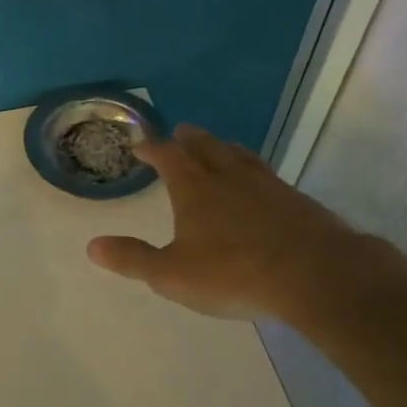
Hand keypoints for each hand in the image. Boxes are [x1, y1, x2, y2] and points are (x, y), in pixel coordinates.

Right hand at [86, 125, 382, 326]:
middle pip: (206, 147)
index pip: (168, 157)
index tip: (140, 142)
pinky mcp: (297, 201)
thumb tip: (92, 246)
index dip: (152, 148)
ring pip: (241, 157)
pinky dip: (255, 171)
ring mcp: (267, 186)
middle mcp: (230, 178)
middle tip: (180, 131)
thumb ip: (133, 259)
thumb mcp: (172, 274)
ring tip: (220, 146)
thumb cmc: (233, 273)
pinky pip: (268, 176)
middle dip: (190, 139)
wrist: (314, 275)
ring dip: (224, 148)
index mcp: (195, 189)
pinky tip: (261, 184)